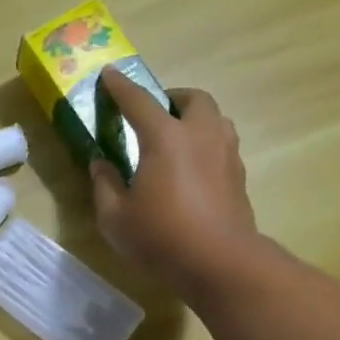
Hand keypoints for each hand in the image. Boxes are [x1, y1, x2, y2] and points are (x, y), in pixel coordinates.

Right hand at [89, 68, 260, 300]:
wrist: (220, 264)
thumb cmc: (161, 238)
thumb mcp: (115, 217)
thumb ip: (104, 184)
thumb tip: (101, 163)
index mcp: (165, 138)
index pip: (138, 101)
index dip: (120, 87)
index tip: (108, 75)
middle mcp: (200, 135)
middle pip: (192, 99)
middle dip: (171, 98)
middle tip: (152, 114)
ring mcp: (225, 153)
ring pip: (214, 119)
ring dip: (193, 119)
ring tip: (174, 139)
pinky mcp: (238, 175)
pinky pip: (221, 144)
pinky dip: (204, 144)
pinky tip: (191, 168)